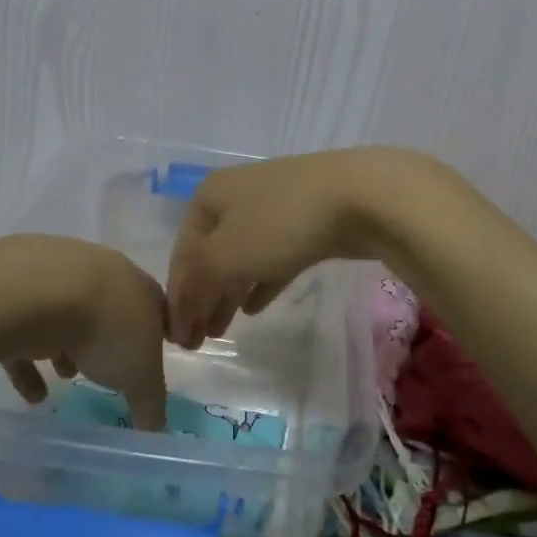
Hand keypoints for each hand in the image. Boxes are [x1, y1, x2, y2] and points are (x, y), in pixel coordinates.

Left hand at [0, 237, 169, 430]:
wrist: (40, 292)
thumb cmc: (107, 330)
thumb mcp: (141, 377)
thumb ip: (151, 404)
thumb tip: (156, 431)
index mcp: (141, 288)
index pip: (156, 312)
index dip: (153, 338)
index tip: (145, 363)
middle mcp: (104, 274)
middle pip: (110, 310)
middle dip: (107, 342)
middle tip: (104, 371)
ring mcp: (60, 275)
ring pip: (68, 315)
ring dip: (67, 347)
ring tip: (64, 378)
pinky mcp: (20, 288)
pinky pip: (28, 327)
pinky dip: (29, 359)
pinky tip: (30, 392)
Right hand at [166, 148, 437, 347]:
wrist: (361, 196)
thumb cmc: (281, 224)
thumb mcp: (226, 255)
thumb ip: (197, 284)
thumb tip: (180, 309)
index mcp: (210, 196)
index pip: (183, 252)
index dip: (177, 297)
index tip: (175, 337)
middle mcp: (238, 196)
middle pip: (211, 255)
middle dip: (202, 298)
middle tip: (197, 341)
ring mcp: (276, 208)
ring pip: (243, 258)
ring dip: (228, 294)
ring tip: (221, 331)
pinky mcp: (308, 224)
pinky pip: (274, 258)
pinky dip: (260, 282)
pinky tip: (253, 308)